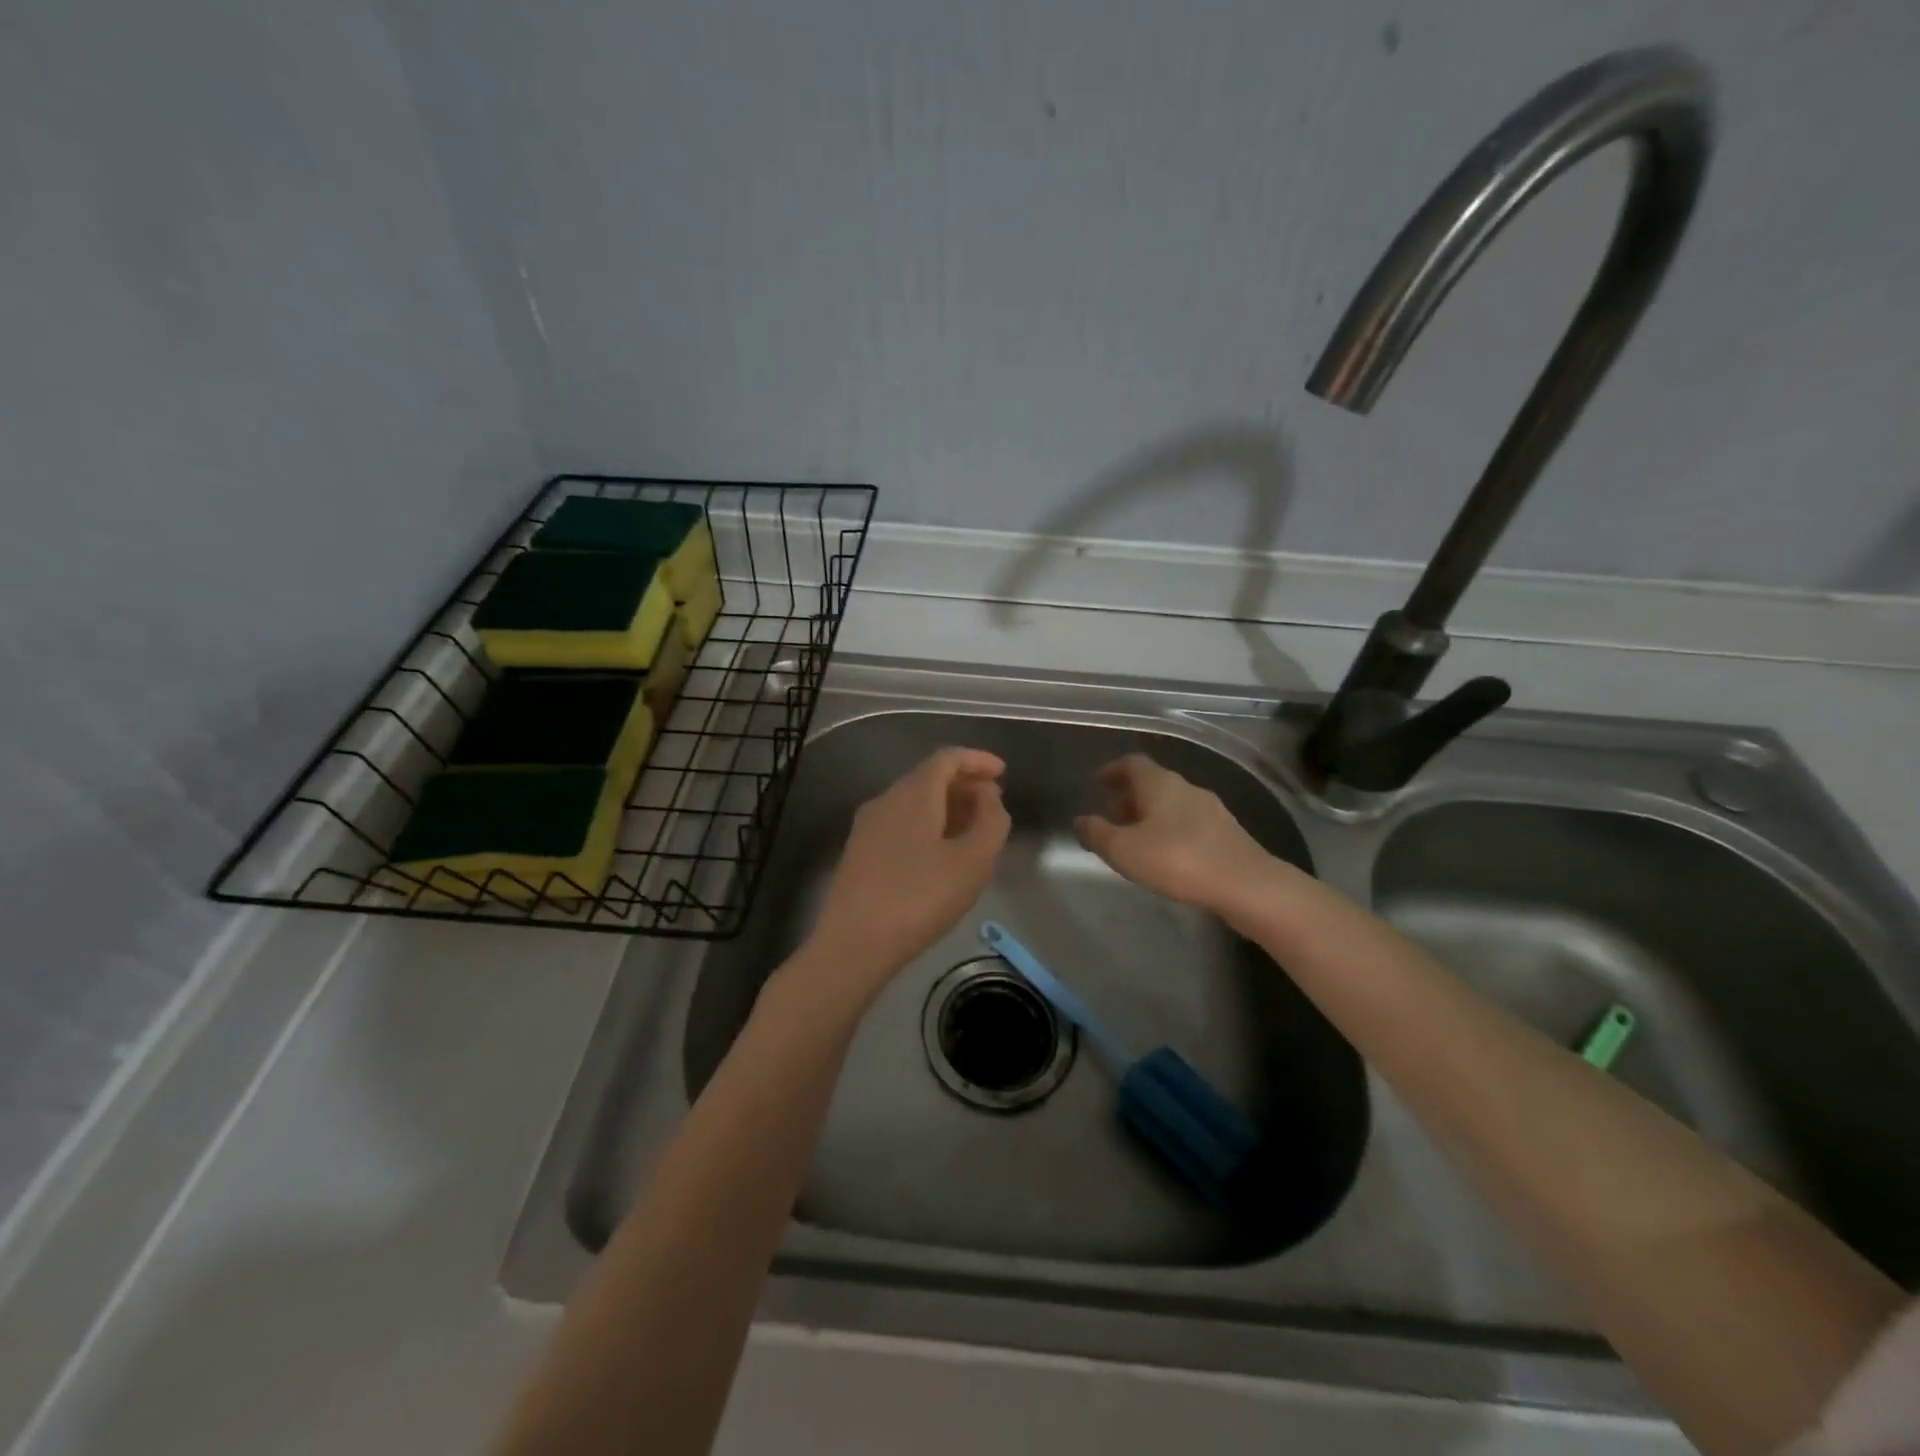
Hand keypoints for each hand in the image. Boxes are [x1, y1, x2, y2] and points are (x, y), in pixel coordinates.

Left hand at [802, 747, 1010, 1000]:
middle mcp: (886, 800)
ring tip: (972, 831)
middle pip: (928, 777)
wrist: (853, 943)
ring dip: (946, 807)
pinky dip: (927, 825)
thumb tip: (989, 797)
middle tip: (993, 805)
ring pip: (913, 802)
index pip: (947, 758)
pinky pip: (900, 823)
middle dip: (964, 785)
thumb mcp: (973, 862)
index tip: (1002, 772)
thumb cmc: (920, 897)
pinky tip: (941, 854)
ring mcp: (868, 826)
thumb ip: (991, 822)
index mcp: (913, 793)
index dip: (977, 760)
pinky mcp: (859, 853)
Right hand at [1074, 754, 1277, 912]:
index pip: (1133, 764)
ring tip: (1133, 839)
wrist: (1246, 885)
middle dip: (1129, 797)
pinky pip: (1188, 824)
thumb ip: (1098, 834)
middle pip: (1153, 784)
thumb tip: (1080, 821)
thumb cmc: (1177, 860)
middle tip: (1110, 814)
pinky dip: (1169, 831)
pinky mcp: (1226, 835)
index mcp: (1161, 784)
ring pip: (1172, 805)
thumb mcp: (1124, 850)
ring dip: (1149, 816)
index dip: (1113, 770)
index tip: (1097, 782)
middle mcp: (1187, 789)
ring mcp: (1211, 811)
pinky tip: (1164, 855)